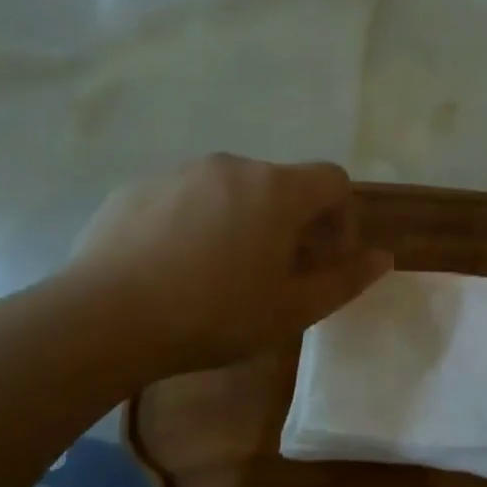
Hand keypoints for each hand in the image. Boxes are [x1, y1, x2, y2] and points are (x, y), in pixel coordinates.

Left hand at [67, 154, 391, 381]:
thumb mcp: (293, 309)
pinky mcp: (137, 187)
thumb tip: (383, 257)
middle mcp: (232, 166)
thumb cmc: (214, 315)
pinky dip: (197, 221)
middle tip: (276, 274)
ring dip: (244, 220)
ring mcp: (180, 172)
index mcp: (277, 189)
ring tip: (222, 272)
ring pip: (232, 189)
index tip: (326, 260)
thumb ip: (346, 279)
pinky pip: (186, 196)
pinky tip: (176, 266)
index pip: (334, 180)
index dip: (343, 218)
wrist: (104, 320)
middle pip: (282, 184)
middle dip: (292, 223)